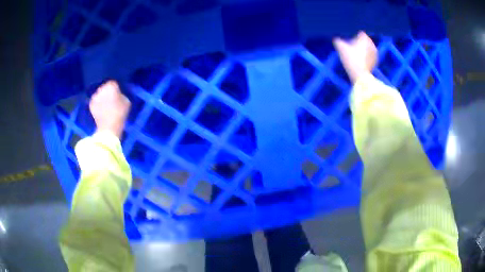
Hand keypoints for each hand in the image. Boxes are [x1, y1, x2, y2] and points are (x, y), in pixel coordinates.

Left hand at [89, 80, 130, 138]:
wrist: (108, 128)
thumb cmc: (120, 114)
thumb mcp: (127, 102)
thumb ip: (122, 95)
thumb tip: (118, 94)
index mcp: (111, 86)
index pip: (113, 83)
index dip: (115, 89)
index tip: (117, 94)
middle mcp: (101, 88)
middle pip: (105, 87)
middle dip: (107, 92)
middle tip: (111, 100)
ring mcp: (95, 96)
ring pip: (99, 94)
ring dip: (102, 98)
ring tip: (105, 105)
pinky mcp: (90, 104)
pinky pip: (95, 101)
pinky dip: (97, 104)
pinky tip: (101, 110)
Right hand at [333, 31, 377, 83]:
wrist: (360, 75)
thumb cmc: (351, 59)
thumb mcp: (340, 47)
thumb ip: (337, 40)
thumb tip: (335, 39)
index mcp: (365, 38)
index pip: (359, 33)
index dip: (353, 36)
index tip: (348, 41)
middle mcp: (372, 44)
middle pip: (363, 40)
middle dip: (358, 43)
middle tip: (351, 48)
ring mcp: (375, 53)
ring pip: (367, 48)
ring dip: (362, 50)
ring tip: (355, 55)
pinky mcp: (375, 61)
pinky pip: (369, 56)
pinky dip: (365, 57)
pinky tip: (359, 61)